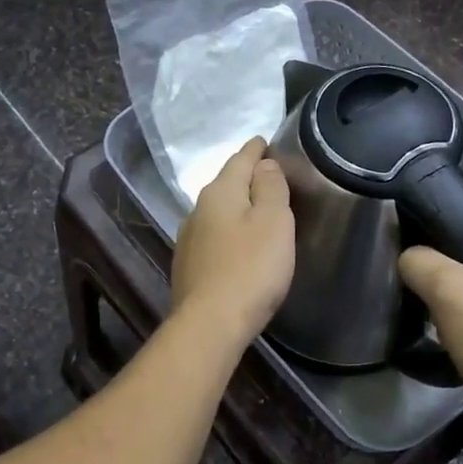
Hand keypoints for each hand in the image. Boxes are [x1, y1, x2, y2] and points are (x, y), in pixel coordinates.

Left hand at [171, 138, 294, 344]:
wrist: (211, 323)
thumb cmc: (250, 267)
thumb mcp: (273, 220)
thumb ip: (270, 187)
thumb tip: (263, 164)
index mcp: (219, 192)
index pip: (240, 159)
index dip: (256, 149)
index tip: (265, 140)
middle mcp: (197, 210)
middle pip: (226, 185)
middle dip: (246, 178)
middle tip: (269, 176)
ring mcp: (189, 239)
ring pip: (217, 213)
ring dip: (236, 208)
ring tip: (257, 210)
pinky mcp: (189, 266)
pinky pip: (213, 238)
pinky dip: (228, 233)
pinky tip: (238, 244)